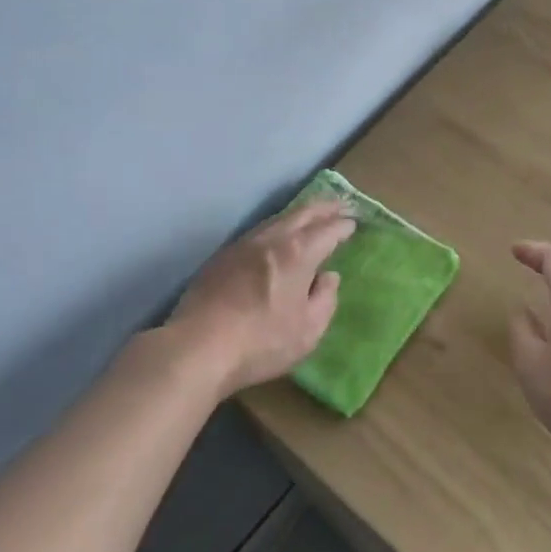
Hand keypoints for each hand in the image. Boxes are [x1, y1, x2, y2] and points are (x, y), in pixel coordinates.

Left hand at [169, 200, 355, 396]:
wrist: (197, 347)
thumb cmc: (261, 342)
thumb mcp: (308, 330)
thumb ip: (325, 300)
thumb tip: (328, 277)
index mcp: (298, 252)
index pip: (328, 229)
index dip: (343, 225)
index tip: (353, 222)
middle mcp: (272, 238)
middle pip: (303, 213)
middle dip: (324, 207)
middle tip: (340, 204)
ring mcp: (243, 244)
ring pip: (278, 219)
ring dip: (299, 214)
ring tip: (311, 216)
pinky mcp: (222, 256)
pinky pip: (259, 231)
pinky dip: (277, 227)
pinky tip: (276, 237)